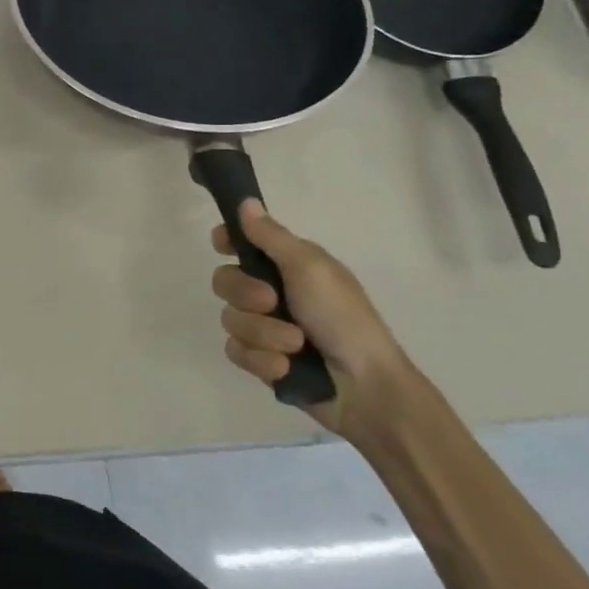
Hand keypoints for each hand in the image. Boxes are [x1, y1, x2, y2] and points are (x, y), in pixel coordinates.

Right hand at [211, 200, 416, 443]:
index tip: (222, 245)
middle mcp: (271, 292)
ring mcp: (265, 328)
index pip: (242, 242)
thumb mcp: (310, 268)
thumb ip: (271, 236)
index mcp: (287, 265)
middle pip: (225, 281)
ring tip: (295, 345)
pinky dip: (262, 360)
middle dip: (245, 294)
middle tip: (272, 303)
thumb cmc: (343, 317)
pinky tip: (286, 366)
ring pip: (230, 320)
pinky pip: (236, 352)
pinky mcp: (261, 361)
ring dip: (263, 333)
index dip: (227, 240)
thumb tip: (245, 201)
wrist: (366, 386)